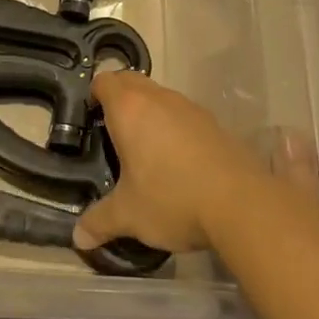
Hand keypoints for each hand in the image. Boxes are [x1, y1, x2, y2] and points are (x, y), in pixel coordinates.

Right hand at [72, 72, 260, 253]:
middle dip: (119, 97)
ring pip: (159, 96)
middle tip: (112, 130)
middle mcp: (158, 98)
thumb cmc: (171, 199)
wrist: (241, 203)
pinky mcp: (213, 122)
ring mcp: (189, 107)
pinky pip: (183, 113)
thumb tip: (78, 237)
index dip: (94, 94)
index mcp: (129, 109)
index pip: (104, 81)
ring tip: (144, 148)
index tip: (90, 118)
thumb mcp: (129, 215)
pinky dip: (174, 126)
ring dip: (148, 111)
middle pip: (131, 80)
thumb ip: (100, 221)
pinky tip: (177, 160)